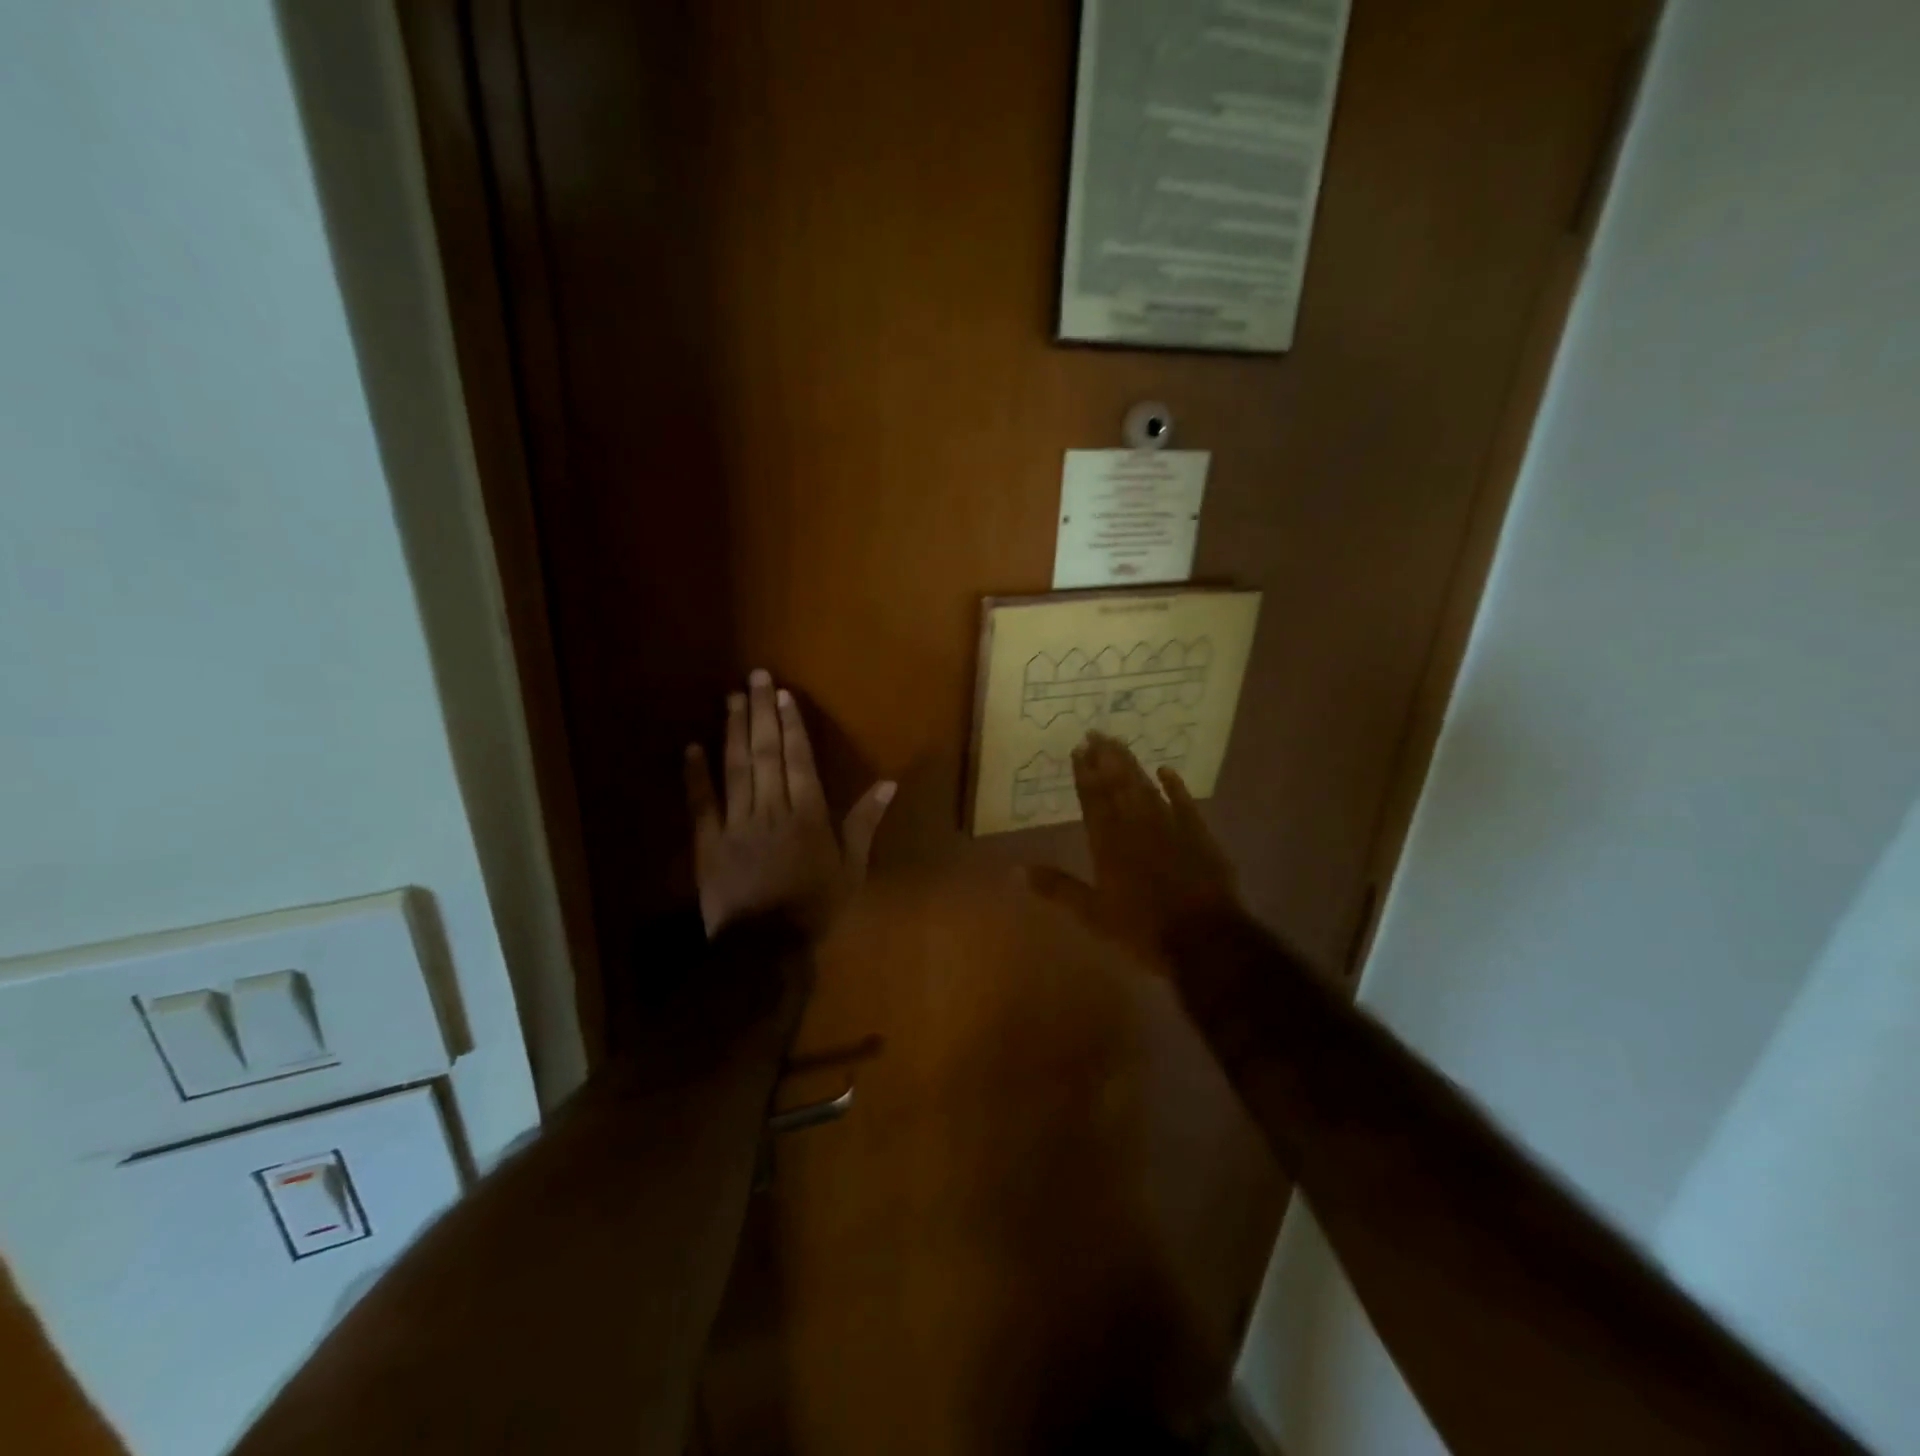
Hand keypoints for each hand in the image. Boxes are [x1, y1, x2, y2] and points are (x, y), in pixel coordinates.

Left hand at [685, 670, 894, 937]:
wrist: (765, 946)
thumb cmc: (815, 906)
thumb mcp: (852, 868)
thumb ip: (865, 823)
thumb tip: (888, 784)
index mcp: (807, 814)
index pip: (799, 760)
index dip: (792, 725)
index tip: (784, 694)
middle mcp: (771, 809)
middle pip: (766, 754)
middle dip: (762, 713)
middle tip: (755, 677)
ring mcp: (736, 823)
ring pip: (735, 769)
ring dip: (733, 732)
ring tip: (732, 698)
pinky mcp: (708, 842)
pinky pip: (701, 804)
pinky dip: (696, 775)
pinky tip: (692, 747)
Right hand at [1026, 731, 1240, 964]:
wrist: (1204, 938)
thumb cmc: (1143, 928)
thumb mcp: (1092, 914)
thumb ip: (1056, 888)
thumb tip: (1014, 871)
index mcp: (1108, 844)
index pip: (1092, 800)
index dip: (1084, 774)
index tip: (1078, 749)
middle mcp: (1136, 826)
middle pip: (1118, 785)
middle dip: (1105, 758)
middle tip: (1096, 732)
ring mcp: (1169, 827)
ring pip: (1146, 787)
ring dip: (1131, 764)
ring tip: (1118, 743)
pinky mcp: (1198, 834)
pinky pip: (1184, 802)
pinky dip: (1174, 785)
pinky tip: (1166, 769)